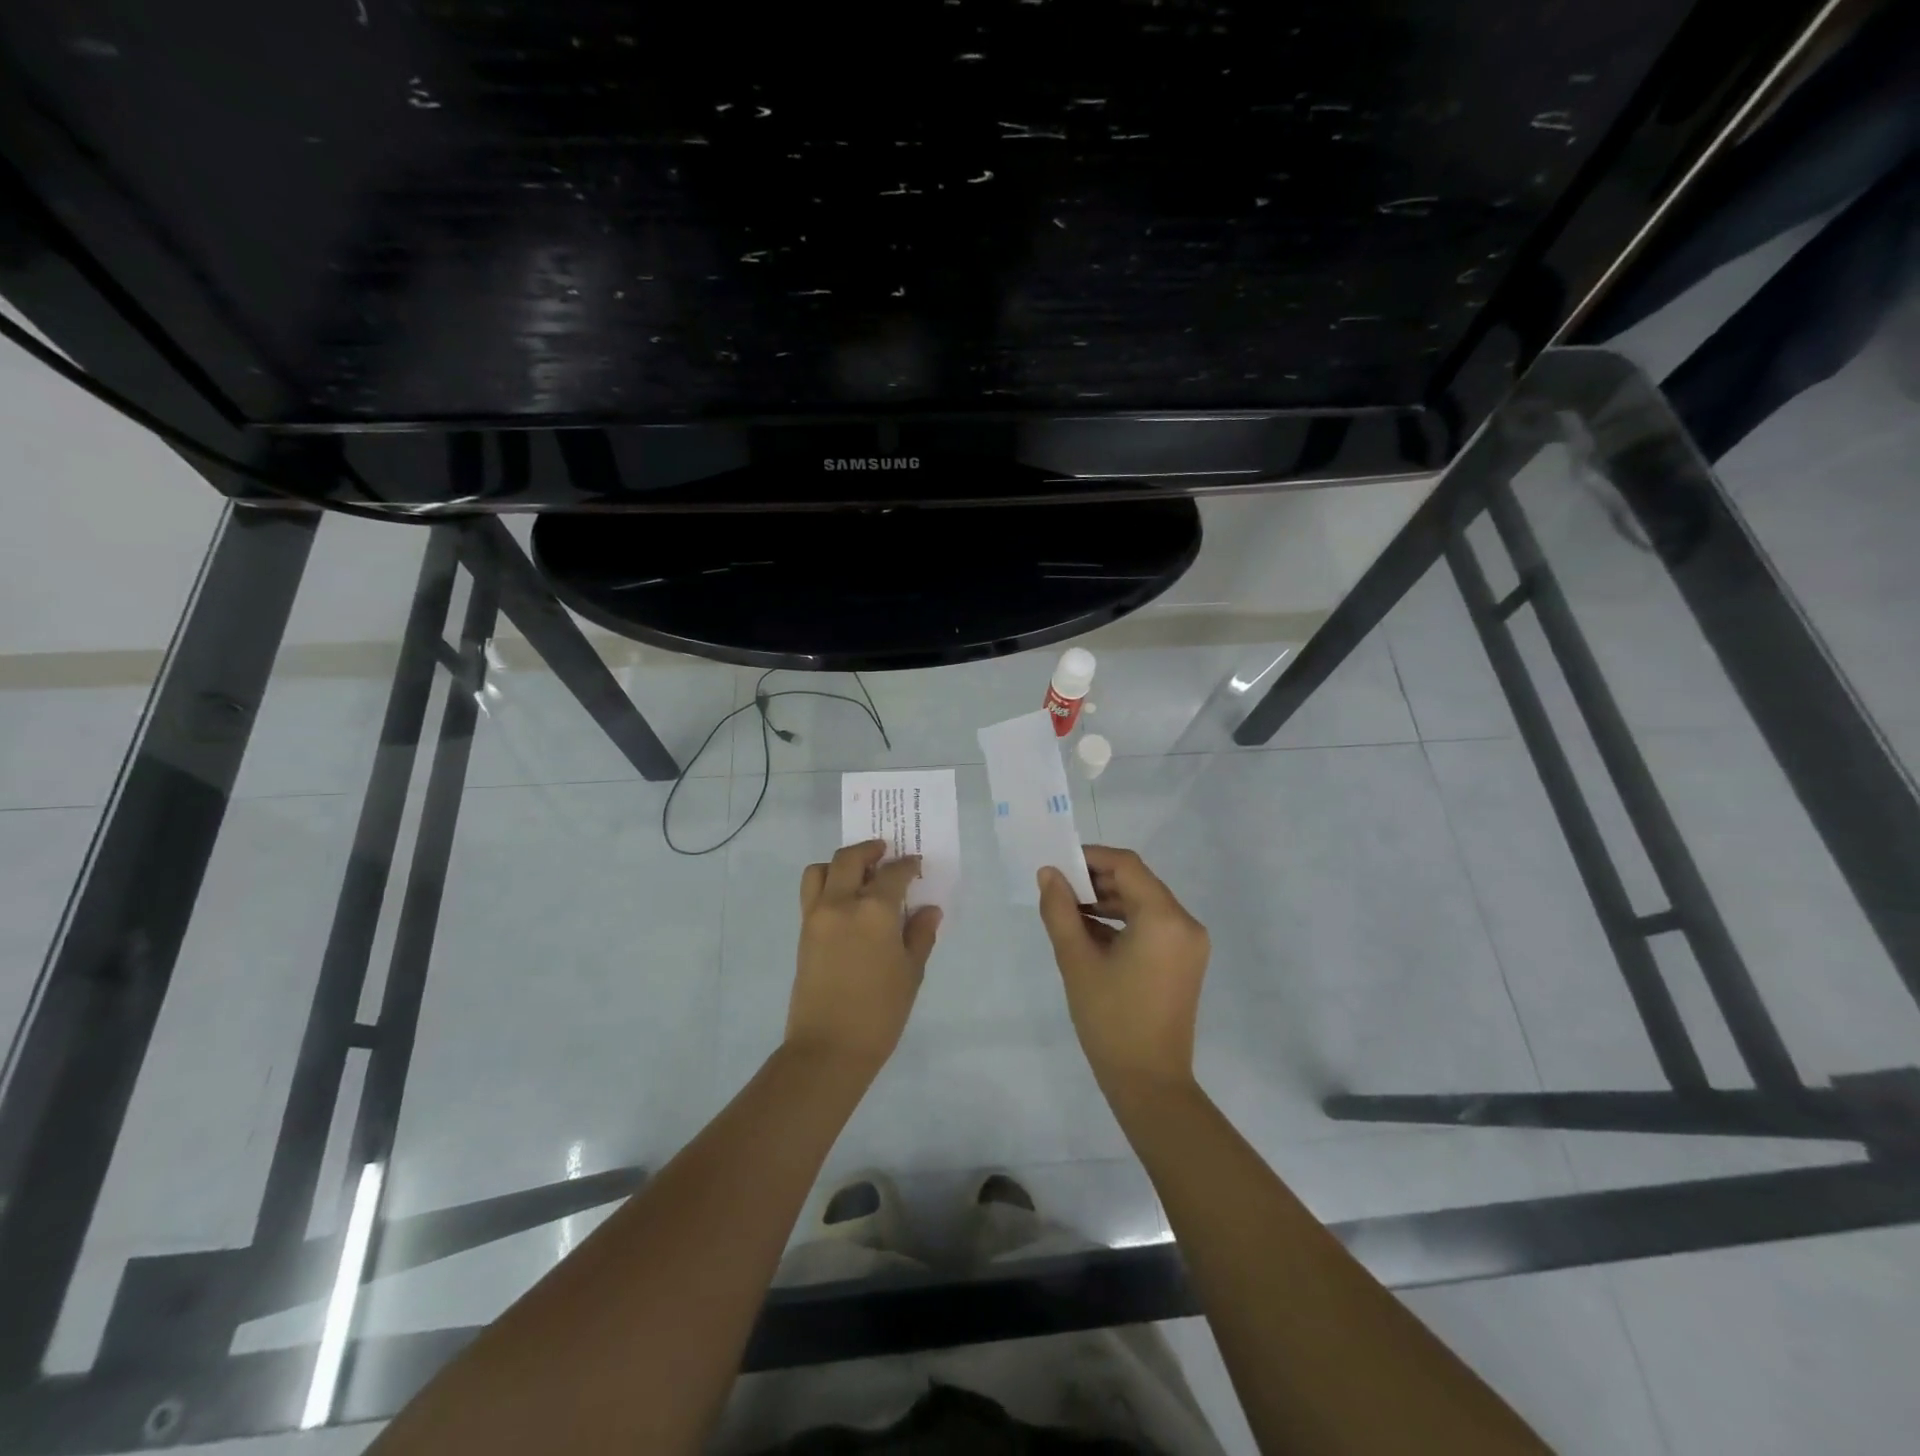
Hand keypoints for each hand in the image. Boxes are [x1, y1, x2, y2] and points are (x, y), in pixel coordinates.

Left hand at [789, 840, 940, 1073]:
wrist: (829, 1048)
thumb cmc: (880, 1012)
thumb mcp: (911, 973)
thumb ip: (919, 934)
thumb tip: (929, 909)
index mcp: (874, 911)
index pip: (893, 873)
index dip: (907, 866)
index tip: (916, 866)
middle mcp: (842, 903)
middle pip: (850, 858)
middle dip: (870, 850)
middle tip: (885, 854)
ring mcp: (817, 916)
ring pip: (821, 870)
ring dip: (840, 864)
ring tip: (859, 875)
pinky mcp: (803, 932)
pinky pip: (812, 892)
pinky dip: (827, 884)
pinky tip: (846, 901)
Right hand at [1037, 846, 1209, 1096]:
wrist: (1150, 1082)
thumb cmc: (1110, 1019)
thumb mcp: (1077, 960)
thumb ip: (1060, 910)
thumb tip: (1049, 873)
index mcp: (1164, 918)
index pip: (1127, 866)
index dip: (1091, 857)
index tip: (1058, 864)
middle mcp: (1185, 923)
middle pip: (1138, 882)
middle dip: (1097, 880)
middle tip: (1058, 888)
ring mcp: (1189, 944)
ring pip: (1145, 904)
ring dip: (1108, 901)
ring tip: (1068, 910)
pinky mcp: (1185, 961)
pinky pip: (1153, 926)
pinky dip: (1123, 922)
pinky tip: (1090, 933)